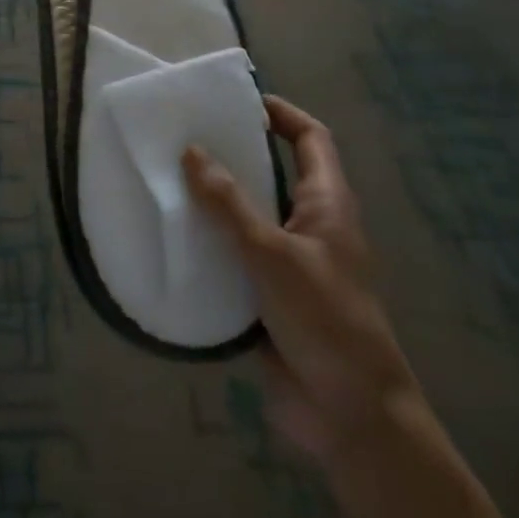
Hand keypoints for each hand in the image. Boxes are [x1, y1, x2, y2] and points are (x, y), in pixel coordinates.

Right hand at [184, 97, 421, 466]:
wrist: (351, 416)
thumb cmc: (325, 320)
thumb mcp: (272, 254)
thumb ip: (228, 203)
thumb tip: (192, 150)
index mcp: (327, 205)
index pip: (312, 140)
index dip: (281, 114)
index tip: (238, 101)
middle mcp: (310, 226)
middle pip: (274, 173)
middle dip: (233, 153)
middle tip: (184, 135)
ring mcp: (290, 262)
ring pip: (249, 214)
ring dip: (214, 198)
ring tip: (167, 177)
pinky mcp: (268, 295)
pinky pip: (234, 254)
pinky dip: (208, 241)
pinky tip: (172, 236)